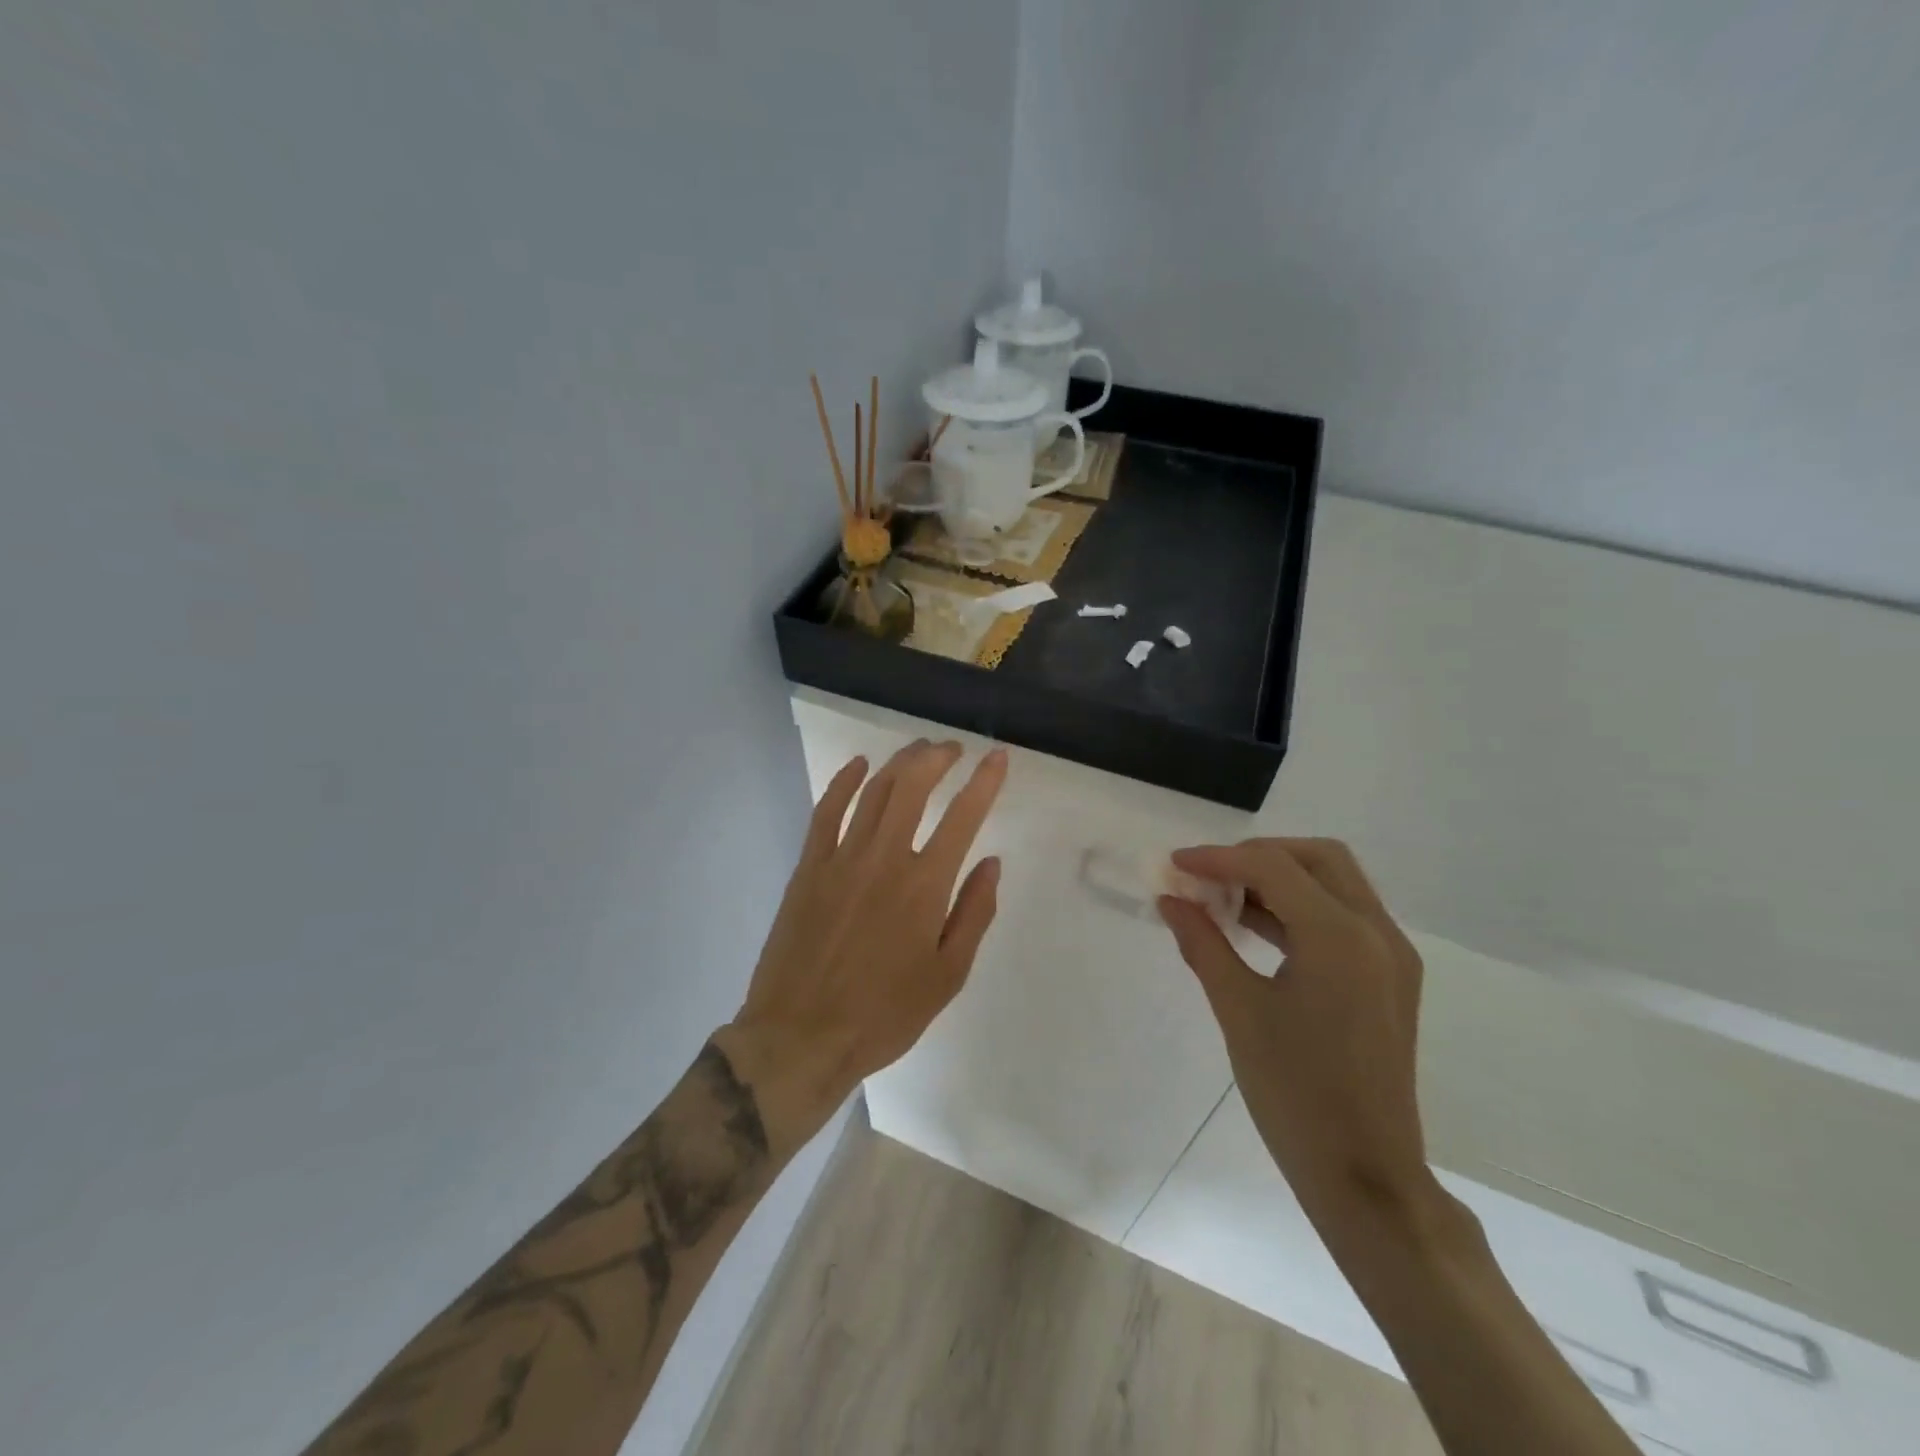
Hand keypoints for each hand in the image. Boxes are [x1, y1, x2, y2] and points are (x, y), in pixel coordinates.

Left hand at [717, 740, 1006, 1156]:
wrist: (801, 1037)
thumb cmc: (884, 1014)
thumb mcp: (947, 977)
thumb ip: (973, 914)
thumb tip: (991, 863)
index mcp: (924, 886)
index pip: (963, 817)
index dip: (984, 782)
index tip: (997, 758)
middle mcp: (884, 859)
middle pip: (913, 786)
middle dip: (937, 758)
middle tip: (953, 750)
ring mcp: (841, 859)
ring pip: (873, 791)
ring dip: (900, 762)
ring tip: (918, 751)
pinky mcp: (808, 867)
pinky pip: (826, 811)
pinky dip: (844, 782)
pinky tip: (859, 766)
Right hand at [1159, 838, 1434, 1234]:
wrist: (1366, 1177)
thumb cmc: (1295, 1094)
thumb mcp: (1239, 1011)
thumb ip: (1203, 943)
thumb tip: (1169, 900)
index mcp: (1341, 938)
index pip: (1274, 868)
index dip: (1218, 858)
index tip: (1175, 864)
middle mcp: (1377, 933)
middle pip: (1318, 858)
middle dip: (1258, 856)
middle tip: (1208, 876)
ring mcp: (1391, 955)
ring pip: (1335, 883)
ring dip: (1280, 878)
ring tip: (1223, 898)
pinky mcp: (1390, 977)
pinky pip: (1344, 917)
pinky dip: (1299, 907)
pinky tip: (1255, 927)